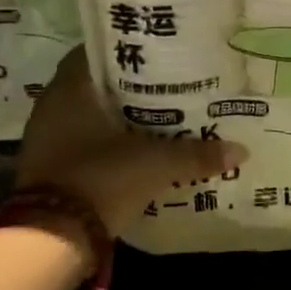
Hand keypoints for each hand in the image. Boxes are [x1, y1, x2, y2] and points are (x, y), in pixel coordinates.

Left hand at [15, 48, 246, 232]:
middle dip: (133, 89)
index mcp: (71, 89)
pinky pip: (87, 145)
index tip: (160, 55)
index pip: (98, 53)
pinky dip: (112, 146)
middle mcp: (53, 107)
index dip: (129, 52)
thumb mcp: (156, 164)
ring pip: (92, 118)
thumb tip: (241, 151)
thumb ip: (196, 155)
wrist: (51, 237)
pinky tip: (141, 153)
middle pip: (98, 87)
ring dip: (122, 119)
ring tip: (164, 121)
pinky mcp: (52, 169)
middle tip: (172, 89)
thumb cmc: (101, 178)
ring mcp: (48, 140)